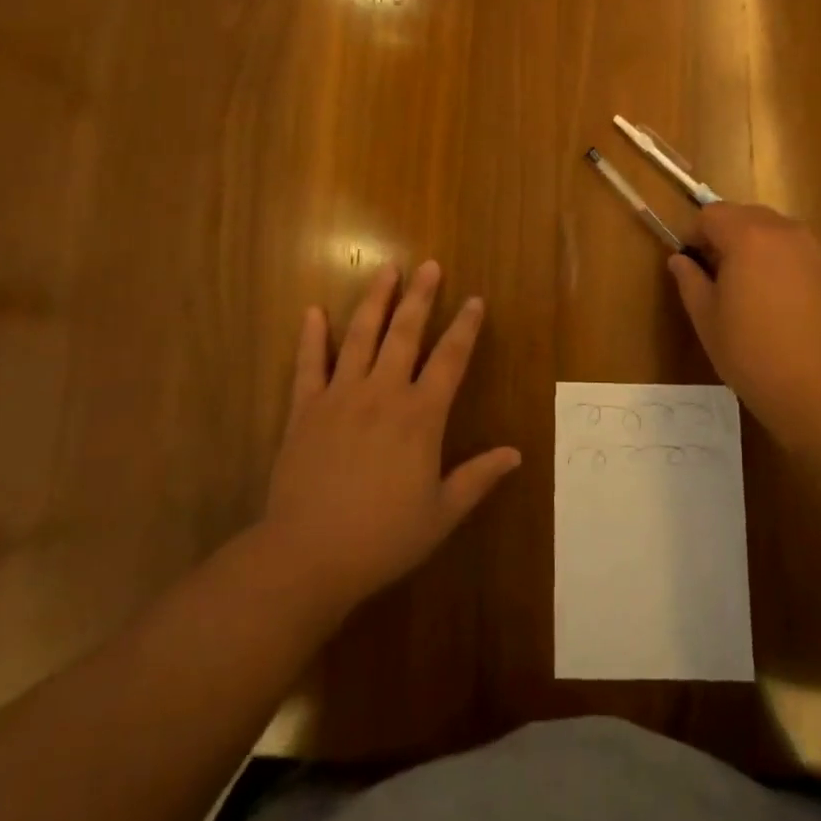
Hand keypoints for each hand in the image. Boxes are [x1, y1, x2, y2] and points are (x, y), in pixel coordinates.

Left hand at [262, 261, 520, 612]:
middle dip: (421, 297)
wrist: (308, 555)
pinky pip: (309, 365)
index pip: (450, 360)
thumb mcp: (441, 514)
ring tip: (386, 270)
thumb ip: (478, 478)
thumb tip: (515, 454)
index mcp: (420, 416)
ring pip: (361, 337)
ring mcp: (341, 396)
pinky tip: (314, 311)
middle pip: (405, 334)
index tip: (475, 301)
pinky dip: (312, 337)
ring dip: (375, 301)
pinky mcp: (305, 409)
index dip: (465, 328)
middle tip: (430, 265)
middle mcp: (383, 394)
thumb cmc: (382, 538)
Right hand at [668, 203, 820, 438]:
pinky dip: (794, 269)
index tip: (692, 261)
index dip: (696, 234)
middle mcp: (787, 232)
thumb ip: (690, 281)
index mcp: (747, 237)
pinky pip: (810, 257)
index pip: (712, 214)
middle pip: (750, 217)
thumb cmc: (754, 354)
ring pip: (783, 235)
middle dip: (731, 236)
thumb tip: (680, 260)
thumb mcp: (707, 319)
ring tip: (760, 292)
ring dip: (764, 250)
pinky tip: (794, 308)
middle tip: (722, 276)